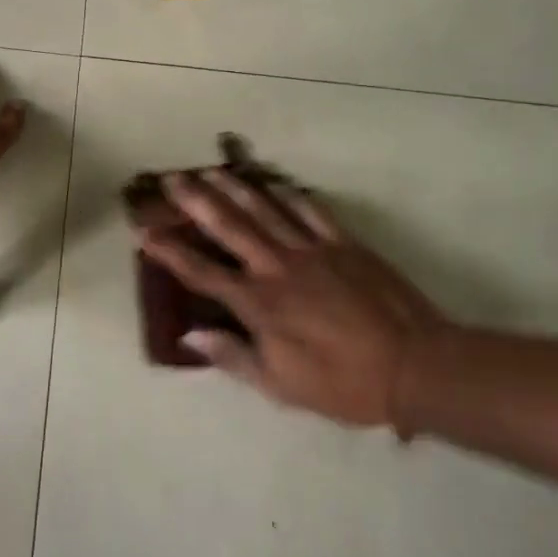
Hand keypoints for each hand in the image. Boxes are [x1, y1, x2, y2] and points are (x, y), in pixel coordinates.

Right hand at [137, 170, 450, 432]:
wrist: (414, 366)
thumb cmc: (342, 384)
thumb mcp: (280, 386)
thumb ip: (233, 356)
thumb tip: (189, 334)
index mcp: (258, 303)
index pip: (201, 272)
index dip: (169, 251)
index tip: (143, 231)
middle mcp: (276, 266)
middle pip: (228, 226)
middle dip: (195, 201)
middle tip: (171, 178)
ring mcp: (311, 249)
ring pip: (265, 209)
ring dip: (235, 188)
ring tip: (212, 170)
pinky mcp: (343, 243)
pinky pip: (312, 211)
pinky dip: (292, 194)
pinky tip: (277, 183)